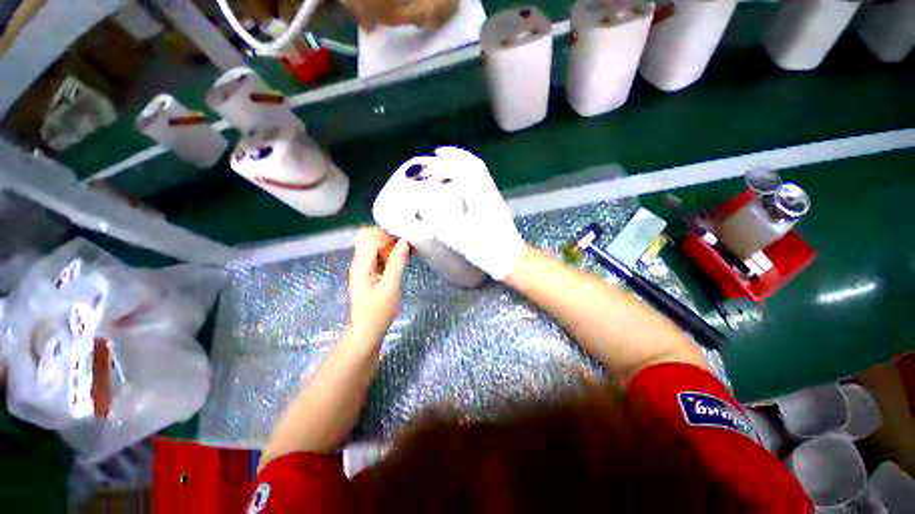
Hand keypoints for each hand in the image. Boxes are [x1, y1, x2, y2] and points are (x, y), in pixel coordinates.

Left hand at [348, 227, 410, 339]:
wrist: (367, 331)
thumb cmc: (379, 310)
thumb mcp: (390, 286)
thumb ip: (397, 262)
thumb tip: (404, 242)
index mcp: (361, 265)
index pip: (369, 238)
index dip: (385, 235)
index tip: (402, 241)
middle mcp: (359, 264)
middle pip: (369, 240)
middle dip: (387, 238)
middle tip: (405, 245)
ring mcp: (363, 270)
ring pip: (374, 249)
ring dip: (389, 247)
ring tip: (406, 251)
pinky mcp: (369, 275)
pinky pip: (377, 258)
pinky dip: (388, 255)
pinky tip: (401, 260)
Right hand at [420, 147, 524, 279]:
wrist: (510, 259)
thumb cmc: (486, 248)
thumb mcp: (459, 237)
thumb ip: (441, 221)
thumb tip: (425, 206)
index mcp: (481, 196)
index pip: (469, 167)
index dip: (453, 156)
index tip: (438, 152)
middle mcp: (488, 193)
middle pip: (475, 167)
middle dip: (458, 159)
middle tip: (440, 159)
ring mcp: (493, 200)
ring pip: (479, 176)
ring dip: (464, 168)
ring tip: (447, 171)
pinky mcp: (495, 208)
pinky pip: (480, 186)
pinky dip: (469, 181)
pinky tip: (460, 190)